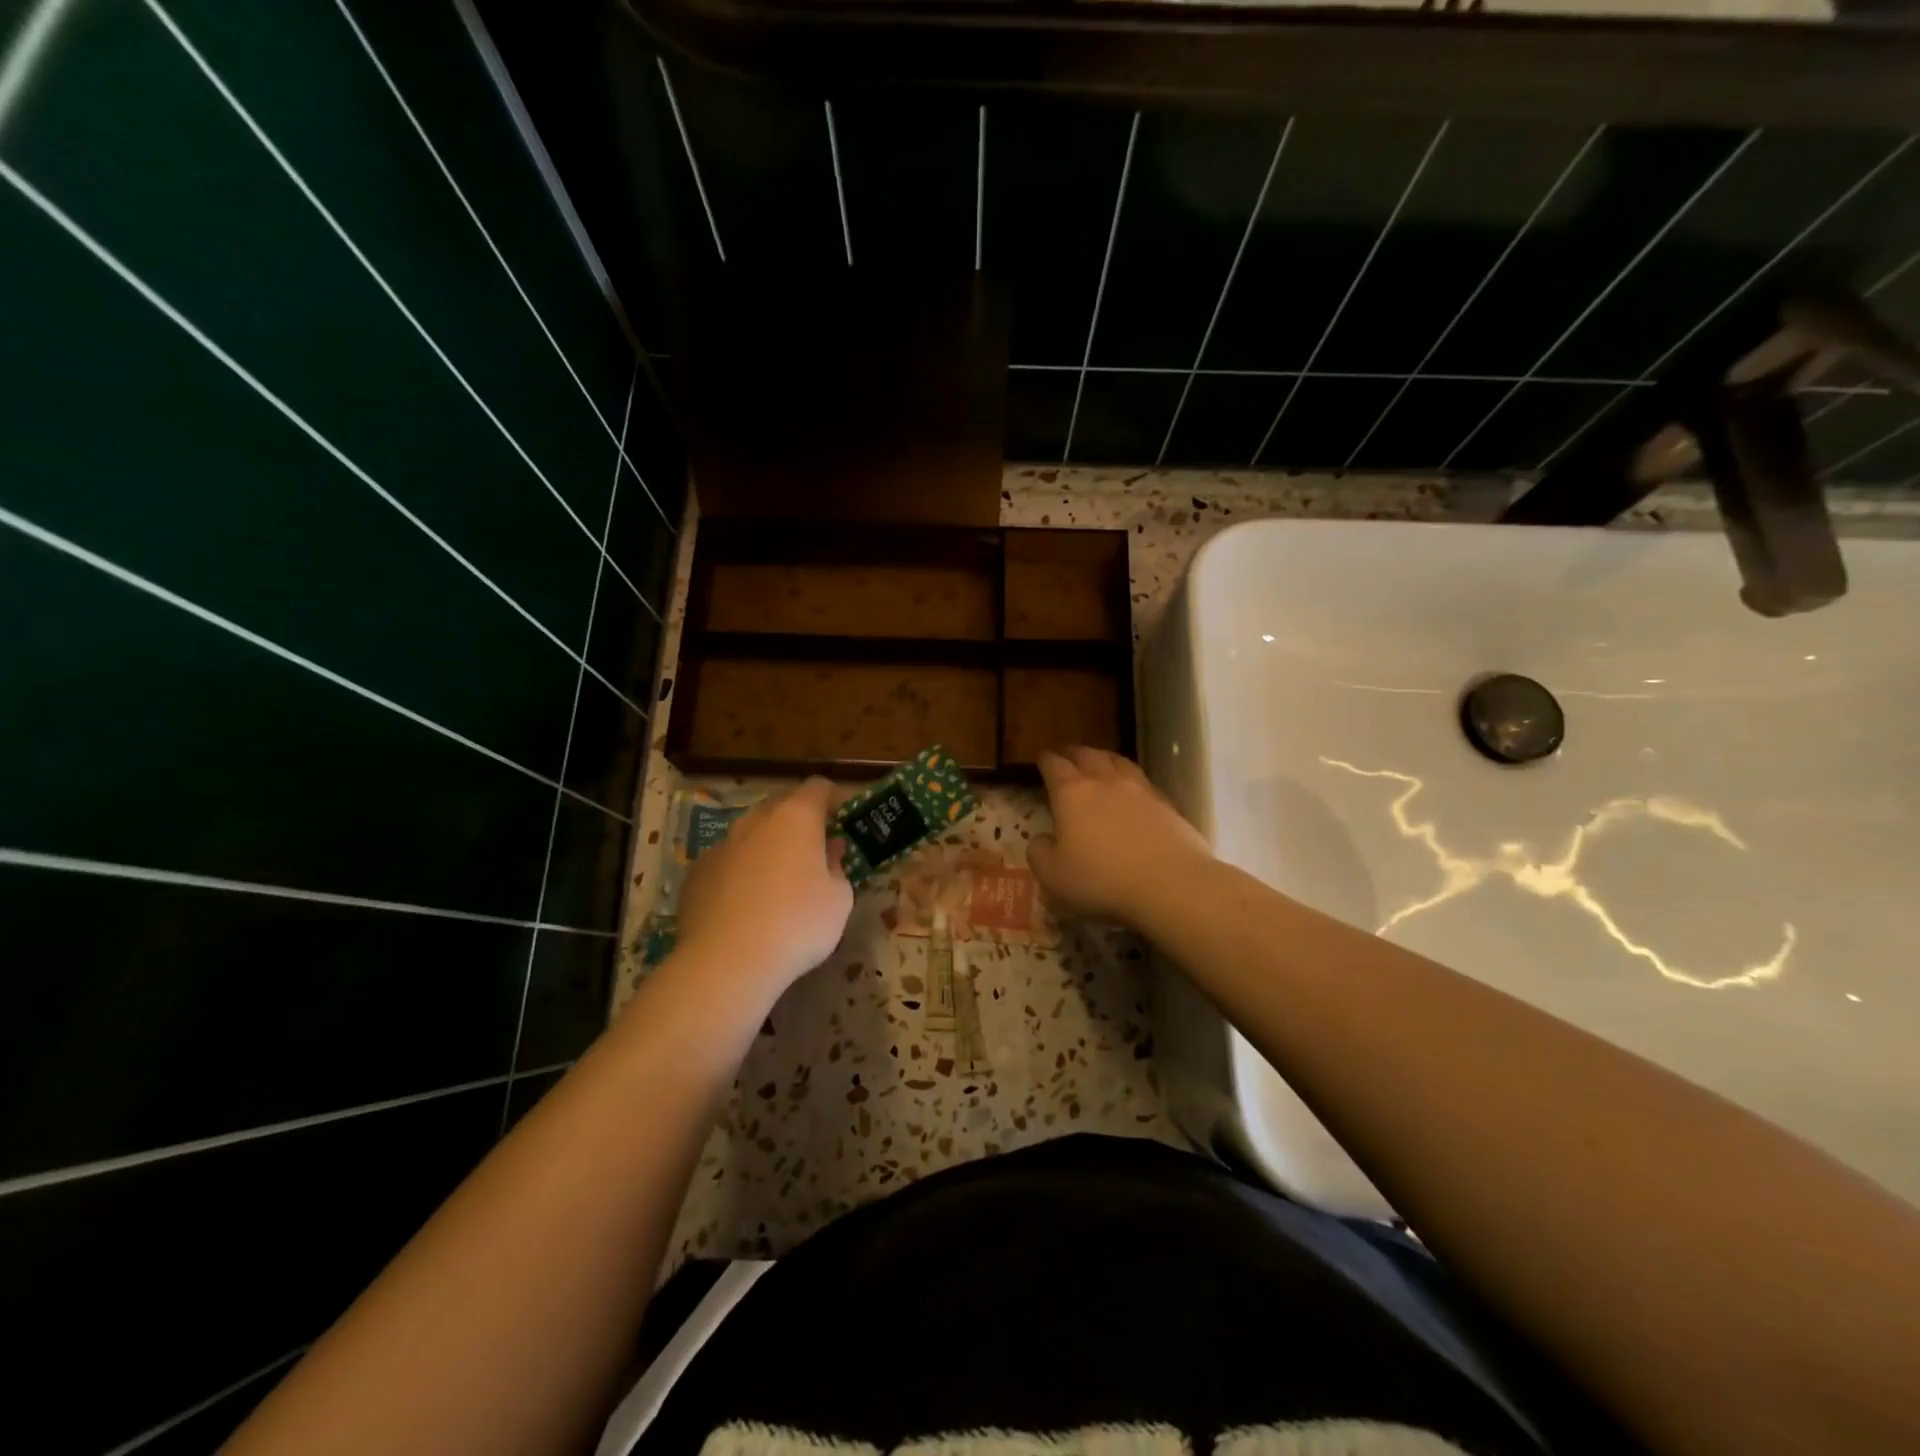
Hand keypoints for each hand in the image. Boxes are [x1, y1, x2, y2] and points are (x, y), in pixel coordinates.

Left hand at [674, 778, 853, 999]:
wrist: (727, 962)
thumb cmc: (797, 924)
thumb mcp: (839, 899)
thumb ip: (836, 867)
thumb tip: (828, 852)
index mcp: (796, 817)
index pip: (818, 787)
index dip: (834, 798)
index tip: (844, 818)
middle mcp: (755, 821)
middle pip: (782, 806)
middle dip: (799, 821)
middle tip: (815, 849)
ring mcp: (721, 845)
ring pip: (751, 834)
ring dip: (768, 846)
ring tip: (778, 881)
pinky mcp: (696, 873)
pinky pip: (727, 862)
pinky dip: (741, 872)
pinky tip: (746, 904)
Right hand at [1029, 747, 1211, 927]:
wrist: (1170, 883)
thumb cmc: (1101, 879)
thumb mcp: (1053, 875)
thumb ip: (1040, 853)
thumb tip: (1042, 839)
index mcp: (1072, 794)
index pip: (1054, 766)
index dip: (1046, 760)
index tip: (1041, 758)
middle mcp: (1105, 783)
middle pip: (1088, 756)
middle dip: (1075, 753)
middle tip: (1068, 756)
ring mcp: (1140, 790)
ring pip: (1119, 762)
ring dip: (1105, 759)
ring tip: (1101, 762)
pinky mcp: (1167, 805)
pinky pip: (1144, 782)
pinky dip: (1133, 780)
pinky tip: (1134, 791)